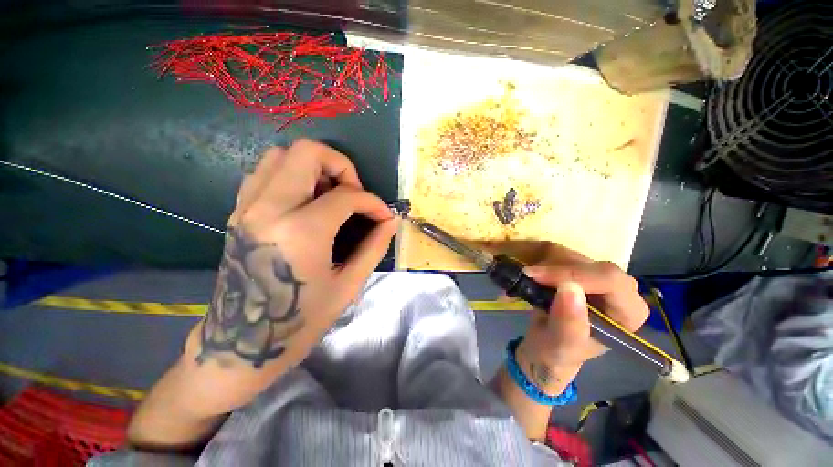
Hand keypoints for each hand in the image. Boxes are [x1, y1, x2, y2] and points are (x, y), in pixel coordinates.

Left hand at [181, 140, 396, 411]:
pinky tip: (306, 202)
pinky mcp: (238, 213)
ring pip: (280, 155)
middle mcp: (269, 209)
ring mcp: (247, 208)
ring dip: (314, 167)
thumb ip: (374, 246)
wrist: (240, 345)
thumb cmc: (300, 322)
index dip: (373, 202)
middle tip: (353, 193)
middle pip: (307, 152)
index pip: (347, 196)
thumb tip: (391, 221)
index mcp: (301, 231)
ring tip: (330, 195)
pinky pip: (265, 173)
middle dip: (341, 166)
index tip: (383, 216)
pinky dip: (291, 175)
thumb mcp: (348, 285)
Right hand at [514, 244, 648, 395]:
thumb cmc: (556, 353)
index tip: (537, 276)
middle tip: (528, 275)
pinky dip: (543, 262)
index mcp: (628, 313)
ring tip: (527, 279)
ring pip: (574, 256)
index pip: (610, 281)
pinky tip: (532, 276)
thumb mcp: (560, 346)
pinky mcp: (580, 271)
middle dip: (556, 268)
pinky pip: (562, 256)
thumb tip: (569, 289)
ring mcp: (600, 279)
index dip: (573, 274)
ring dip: (546, 265)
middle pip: (592, 264)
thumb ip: (569, 323)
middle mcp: (621, 292)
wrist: (544, 347)